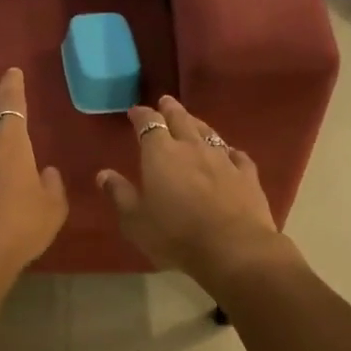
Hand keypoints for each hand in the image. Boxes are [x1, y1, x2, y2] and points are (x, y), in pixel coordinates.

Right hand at [96, 96, 291, 287]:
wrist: (232, 248)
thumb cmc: (175, 235)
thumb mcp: (135, 220)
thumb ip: (120, 194)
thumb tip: (103, 174)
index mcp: (160, 153)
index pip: (148, 124)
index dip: (140, 115)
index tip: (134, 112)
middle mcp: (192, 147)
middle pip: (180, 119)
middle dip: (170, 109)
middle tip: (165, 102)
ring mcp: (223, 159)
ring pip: (209, 132)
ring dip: (198, 124)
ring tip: (192, 121)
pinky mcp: (247, 175)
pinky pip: (237, 156)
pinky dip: (230, 151)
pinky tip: (230, 153)